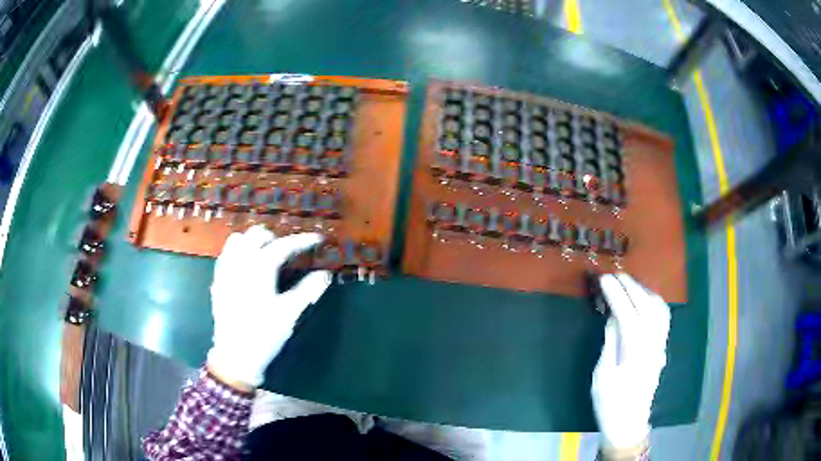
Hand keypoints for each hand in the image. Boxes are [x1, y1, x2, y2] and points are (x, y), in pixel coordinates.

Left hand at [207, 225, 330, 389]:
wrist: (235, 355)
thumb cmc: (264, 334)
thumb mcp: (290, 313)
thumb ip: (308, 290)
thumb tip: (326, 274)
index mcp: (259, 268)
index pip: (283, 245)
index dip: (302, 240)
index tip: (317, 239)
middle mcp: (240, 262)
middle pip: (257, 235)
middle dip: (275, 238)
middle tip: (288, 252)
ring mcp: (226, 270)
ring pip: (237, 240)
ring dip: (253, 242)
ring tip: (265, 256)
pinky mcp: (218, 281)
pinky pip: (226, 254)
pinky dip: (238, 252)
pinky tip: (246, 267)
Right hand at [591, 273, 670, 454]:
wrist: (629, 423)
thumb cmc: (611, 403)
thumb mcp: (603, 375)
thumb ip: (610, 343)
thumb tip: (612, 317)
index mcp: (636, 352)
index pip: (628, 314)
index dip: (617, 294)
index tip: (604, 279)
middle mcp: (653, 344)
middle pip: (646, 306)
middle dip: (630, 287)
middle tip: (614, 275)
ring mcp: (660, 344)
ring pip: (658, 308)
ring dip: (643, 291)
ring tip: (627, 283)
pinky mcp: (661, 347)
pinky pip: (662, 317)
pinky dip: (653, 302)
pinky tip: (644, 299)